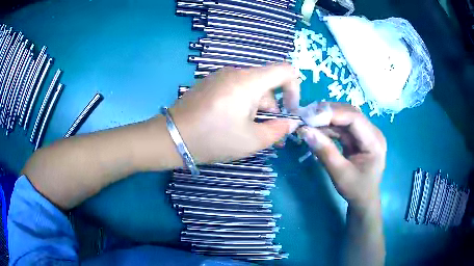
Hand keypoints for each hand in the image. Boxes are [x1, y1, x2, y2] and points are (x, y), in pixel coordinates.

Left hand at [168, 63, 301, 163]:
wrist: (171, 137)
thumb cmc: (213, 139)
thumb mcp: (251, 140)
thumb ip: (277, 130)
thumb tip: (291, 122)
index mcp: (248, 81)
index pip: (285, 70)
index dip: (295, 89)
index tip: (290, 111)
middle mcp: (235, 72)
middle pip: (266, 84)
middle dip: (272, 108)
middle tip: (267, 134)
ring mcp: (220, 77)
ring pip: (250, 89)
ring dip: (256, 110)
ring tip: (247, 133)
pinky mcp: (209, 84)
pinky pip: (235, 90)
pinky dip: (241, 105)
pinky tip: (231, 124)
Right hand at [298, 102, 386, 206]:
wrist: (364, 200)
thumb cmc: (356, 190)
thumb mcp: (340, 174)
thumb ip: (325, 152)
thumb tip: (305, 131)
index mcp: (374, 142)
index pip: (355, 118)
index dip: (333, 114)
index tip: (310, 116)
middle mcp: (372, 132)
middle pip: (350, 113)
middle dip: (328, 113)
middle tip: (306, 115)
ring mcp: (366, 134)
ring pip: (345, 118)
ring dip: (326, 118)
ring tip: (308, 121)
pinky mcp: (358, 137)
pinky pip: (342, 127)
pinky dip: (329, 127)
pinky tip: (316, 129)